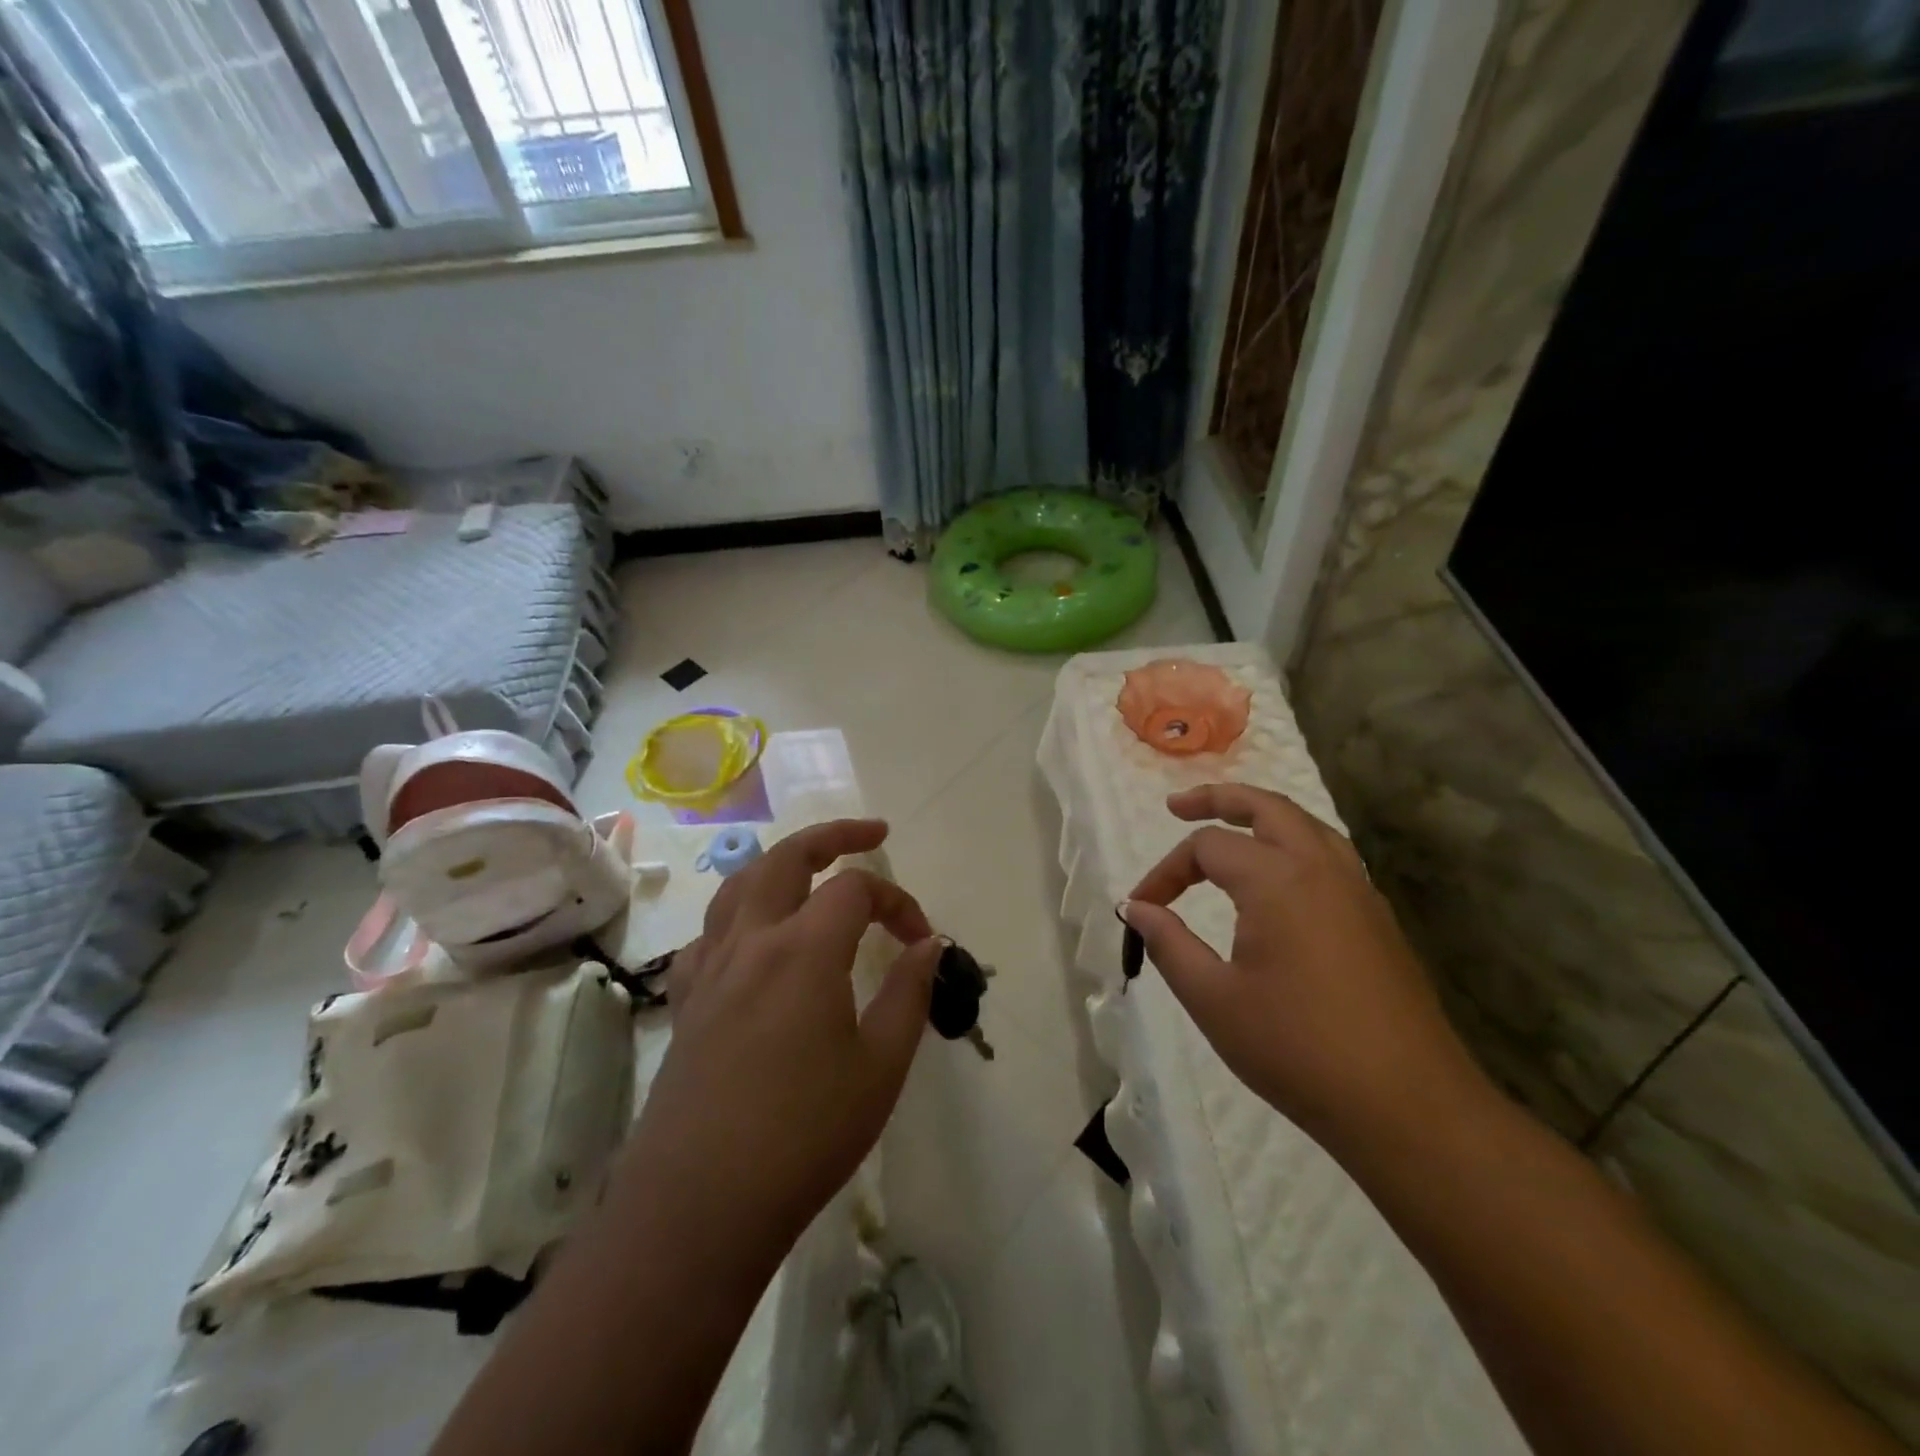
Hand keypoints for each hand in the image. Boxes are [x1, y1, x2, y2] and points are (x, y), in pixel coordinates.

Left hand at [630, 819, 940, 1258]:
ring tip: (810, 869)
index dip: (897, 901)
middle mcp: (751, 940)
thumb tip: (928, 943)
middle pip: (787, 857)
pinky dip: (740, 915)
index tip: (921, 939)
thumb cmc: (804, 1136)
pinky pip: (711, 933)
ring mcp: (710, 968)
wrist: (698, 1206)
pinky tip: (754, 940)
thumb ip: (908, 993)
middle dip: (833, 835)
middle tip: (871, 834)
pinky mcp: (686, 1001)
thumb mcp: (880, 1066)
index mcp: (803, 948)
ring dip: (780, 864)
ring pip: (740, 884)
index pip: (855, 888)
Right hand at [1125, 784, 1489, 1157]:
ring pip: (1307, 826)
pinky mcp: (1378, 920)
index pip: (1207, 848)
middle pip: (1267, 807)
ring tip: (1229, 827)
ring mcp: (1358, 892)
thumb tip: (1137, 908)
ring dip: (1262, 816)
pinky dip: (1293, 844)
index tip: (1142, 907)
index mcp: (1278, 880)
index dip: (1166, 871)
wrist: (1408, 1107)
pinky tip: (1278, 879)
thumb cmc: (1297, 1049)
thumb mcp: (1214, 999)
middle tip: (1178, 806)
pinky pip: (1330, 856)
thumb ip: (1169, 944)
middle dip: (1218, 799)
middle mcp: (1321, 869)